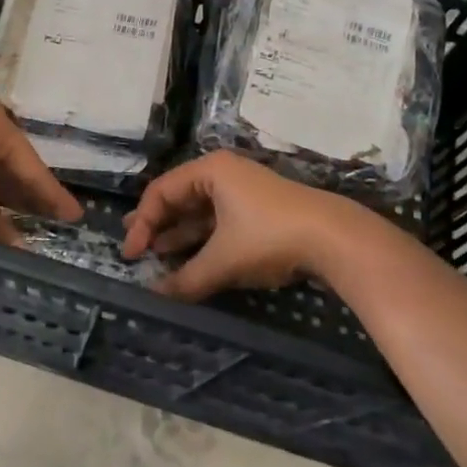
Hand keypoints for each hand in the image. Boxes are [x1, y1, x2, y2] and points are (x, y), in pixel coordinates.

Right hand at [121, 151, 375, 298]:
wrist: (335, 239)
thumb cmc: (269, 237)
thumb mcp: (223, 260)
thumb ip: (186, 278)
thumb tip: (156, 296)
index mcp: (210, 170)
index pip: (161, 191)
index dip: (142, 223)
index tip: (131, 253)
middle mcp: (223, 174)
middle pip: (178, 198)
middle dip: (156, 224)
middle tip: (134, 246)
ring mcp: (242, 192)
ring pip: (199, 212)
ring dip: (178, 235)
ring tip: (155, 255)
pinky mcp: (257, 211)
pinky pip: (218, 222)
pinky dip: (201, 240)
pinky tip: (188, 259)